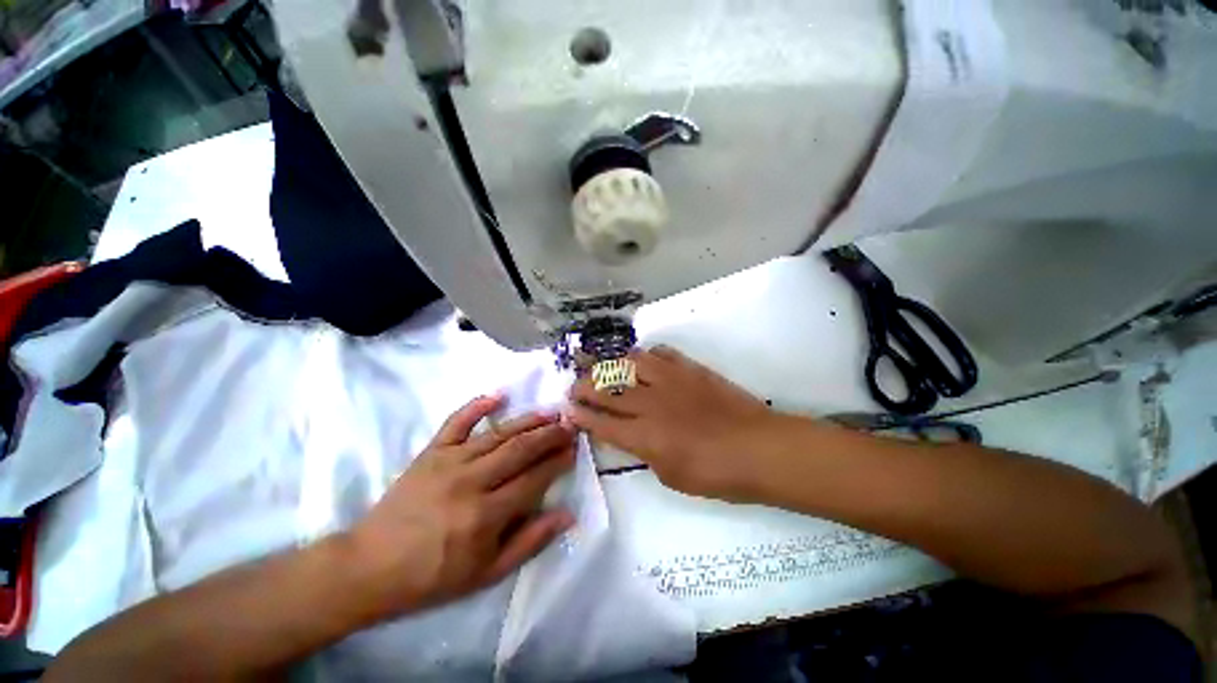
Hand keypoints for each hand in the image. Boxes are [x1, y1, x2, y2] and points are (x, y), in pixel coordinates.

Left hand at [346, 396, 575, 620]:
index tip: (574, 449)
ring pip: (498, 433)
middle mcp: (471, 481)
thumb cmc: (433, 577)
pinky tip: (498, 395)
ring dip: (528, 420)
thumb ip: (530, 542)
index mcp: (486, 515)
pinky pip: (457, 422)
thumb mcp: (487, 574)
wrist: (370, 567)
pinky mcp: (430, 452)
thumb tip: (567, 515)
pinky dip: (477, 406)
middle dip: (551, 435)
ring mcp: (449, 462)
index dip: (558, 461)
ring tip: (551, 412)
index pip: (534, 478)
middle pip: (521, 449)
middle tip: (570, 424)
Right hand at [567, 346, 780, 500]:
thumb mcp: (672, 477)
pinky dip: (646, 355)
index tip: (567, 409)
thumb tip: (634, 436)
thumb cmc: (718, 475)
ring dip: (609, 365)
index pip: (601, 423)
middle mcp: (650, 404)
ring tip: (600, 367)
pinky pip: (660, 354)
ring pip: (629, 364)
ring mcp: (670, 381)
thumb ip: (646, 453)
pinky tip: (641, 360)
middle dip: (584, 386)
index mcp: (645, 437)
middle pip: (607, 390)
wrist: (760, 448)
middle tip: (574, 385)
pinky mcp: (689, 369)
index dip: (580, 415)